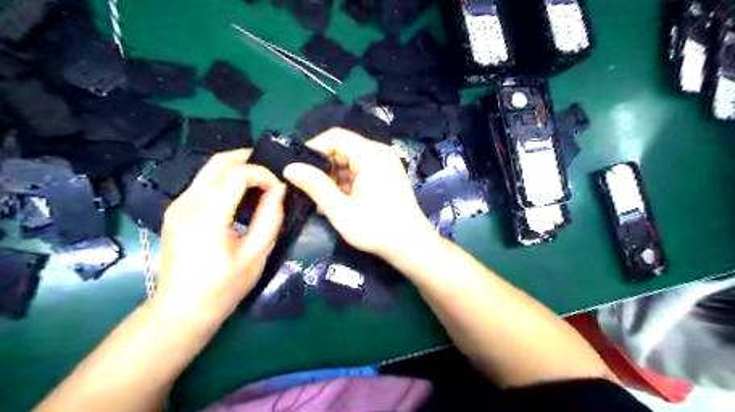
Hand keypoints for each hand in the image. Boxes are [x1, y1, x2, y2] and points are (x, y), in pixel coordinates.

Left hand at [154, 150, 287, 319]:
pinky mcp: (176, 212)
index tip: (278, 189)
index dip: (262, 174)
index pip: (237, 174)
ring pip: (208, 171)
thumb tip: (279, 189)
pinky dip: (225, 180)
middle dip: (247, 158)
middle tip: (271, 168)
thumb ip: (270, 218)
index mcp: (206, 216)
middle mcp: (187, 203)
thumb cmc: (223, 287)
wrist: (182, 310)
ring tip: (260, 181)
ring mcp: (177, 206)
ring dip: (236, 169)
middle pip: (217, 163)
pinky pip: (203, 184)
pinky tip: (240, 195)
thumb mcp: (255, 255)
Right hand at [282, 127, 435, 259]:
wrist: (411, 246)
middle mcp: (379, 153)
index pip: (335, 137)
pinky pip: (359, 172)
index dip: (313, 149)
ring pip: (349, 162)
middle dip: (322, 167)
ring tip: (319, 200)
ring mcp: (384, 165)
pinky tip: (335, 203)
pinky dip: (345, 184)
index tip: (296, 168)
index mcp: (371, 154)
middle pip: (342, 148)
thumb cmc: (376, 228)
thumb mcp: (340, 209)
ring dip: (332, 179)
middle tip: (306, 188)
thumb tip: (289, 168)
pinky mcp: (385, 177)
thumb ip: (315, 186)